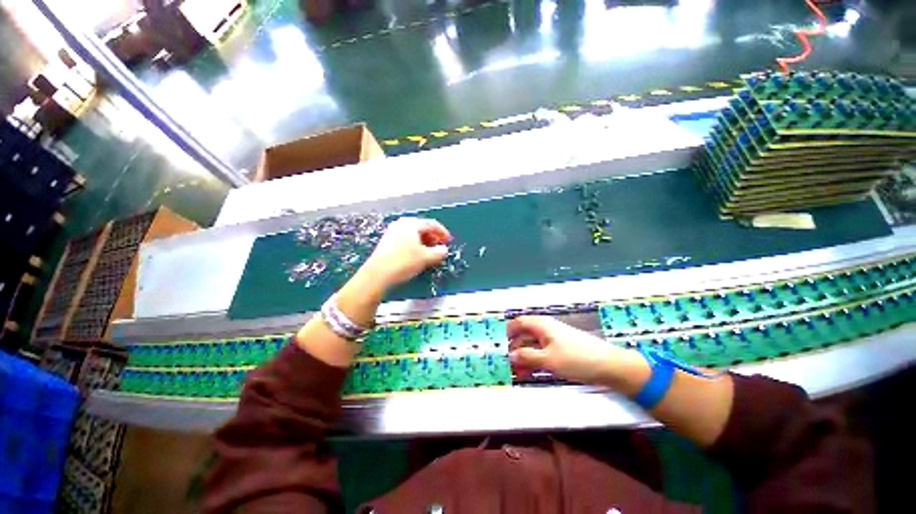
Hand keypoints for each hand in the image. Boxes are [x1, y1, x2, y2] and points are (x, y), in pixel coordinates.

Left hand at [360, 217, 451, 290]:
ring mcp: (392, 232)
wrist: (377, 274)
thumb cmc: (404, 262)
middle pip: (422, 228)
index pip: (432, 224)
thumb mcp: (426, 258)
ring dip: (425, 242)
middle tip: (440, 247)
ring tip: (430, 253)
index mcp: (411, 224)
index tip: (449, 241)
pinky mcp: (387, 241)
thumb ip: (439, 252)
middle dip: (433, 238)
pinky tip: (417, 255)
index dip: (443, 232)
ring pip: (414, 234)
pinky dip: (415, 245)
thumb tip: (444, 250)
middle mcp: (401, 224)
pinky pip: (406, 239)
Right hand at [508, 316, 633, 385]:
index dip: (508, 332)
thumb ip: (527, 357)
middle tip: (508, 365)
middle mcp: (547, 329)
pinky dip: (536, 361)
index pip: (519, 323)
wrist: (610, 366)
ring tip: (519, 373)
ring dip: (525, 358)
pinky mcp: (563, 350)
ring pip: (534, 345)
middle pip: (525, 335)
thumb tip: (511, 356)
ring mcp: (555, 339)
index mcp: (542, 326)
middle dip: (516, 349)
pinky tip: (533, 372)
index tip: (500, 344)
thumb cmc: (577, 359)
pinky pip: (543, 352)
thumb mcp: (549, 360)